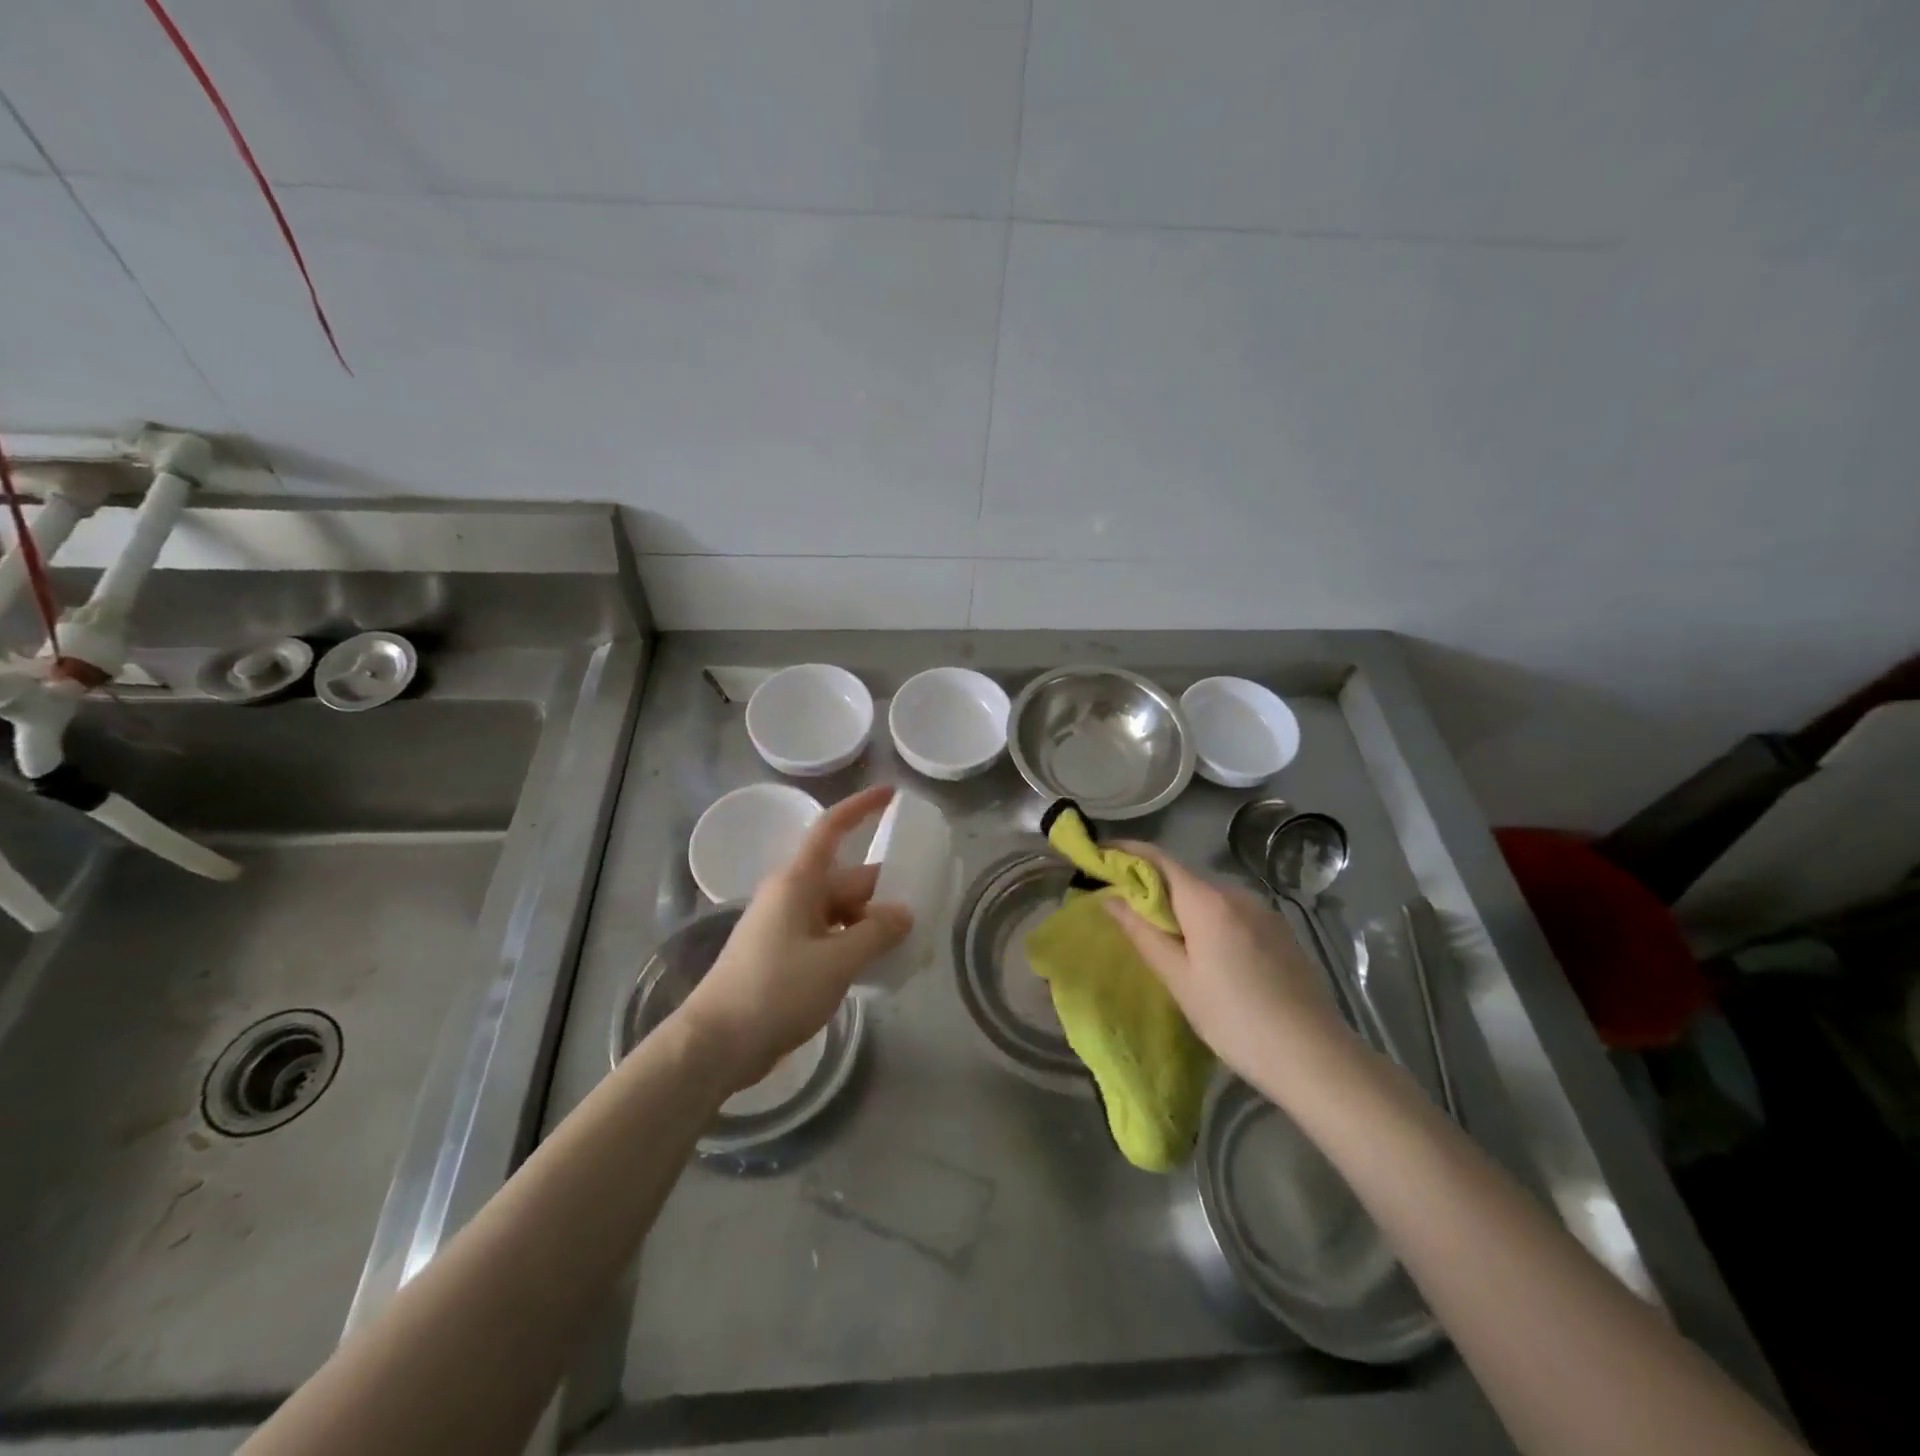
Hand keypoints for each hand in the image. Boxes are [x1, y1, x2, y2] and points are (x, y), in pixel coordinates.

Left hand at [676, 785, 912, 1091]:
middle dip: (882, 892)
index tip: (892, 794)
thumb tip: (903, 914)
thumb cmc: (775, 990)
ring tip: (906, 946)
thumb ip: (876, 933)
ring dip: (869, 924)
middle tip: (924, 910)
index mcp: (799, 882)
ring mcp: (784, 926)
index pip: (832, 829)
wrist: (715, 1043)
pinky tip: (874, 968)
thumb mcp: (836, 962)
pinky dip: (851, 945)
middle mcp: (791, 895)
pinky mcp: (781, 955)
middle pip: (846, 880)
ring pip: (838, 912)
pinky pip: (826, 937)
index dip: (861, 807)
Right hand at [1102, 844, 1354, 1094]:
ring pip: (1209, 898)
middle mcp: (1237, 895)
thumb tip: (1110, 899)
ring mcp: (1264, 912)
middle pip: (1183, 878)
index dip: (1126, 852)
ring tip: (1163, 939)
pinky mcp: (1280, 932)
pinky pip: (1232, 914)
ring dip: (1181, 907)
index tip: (1099, 854)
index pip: (1159, 859)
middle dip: (1151, 886)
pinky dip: (1208, 921)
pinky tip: (1207, 955)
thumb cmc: (1235, 1020)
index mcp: (1208, 902)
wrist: (1316, 1058)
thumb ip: (1143, 934)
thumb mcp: (1180, 981)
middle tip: (1123, 911)